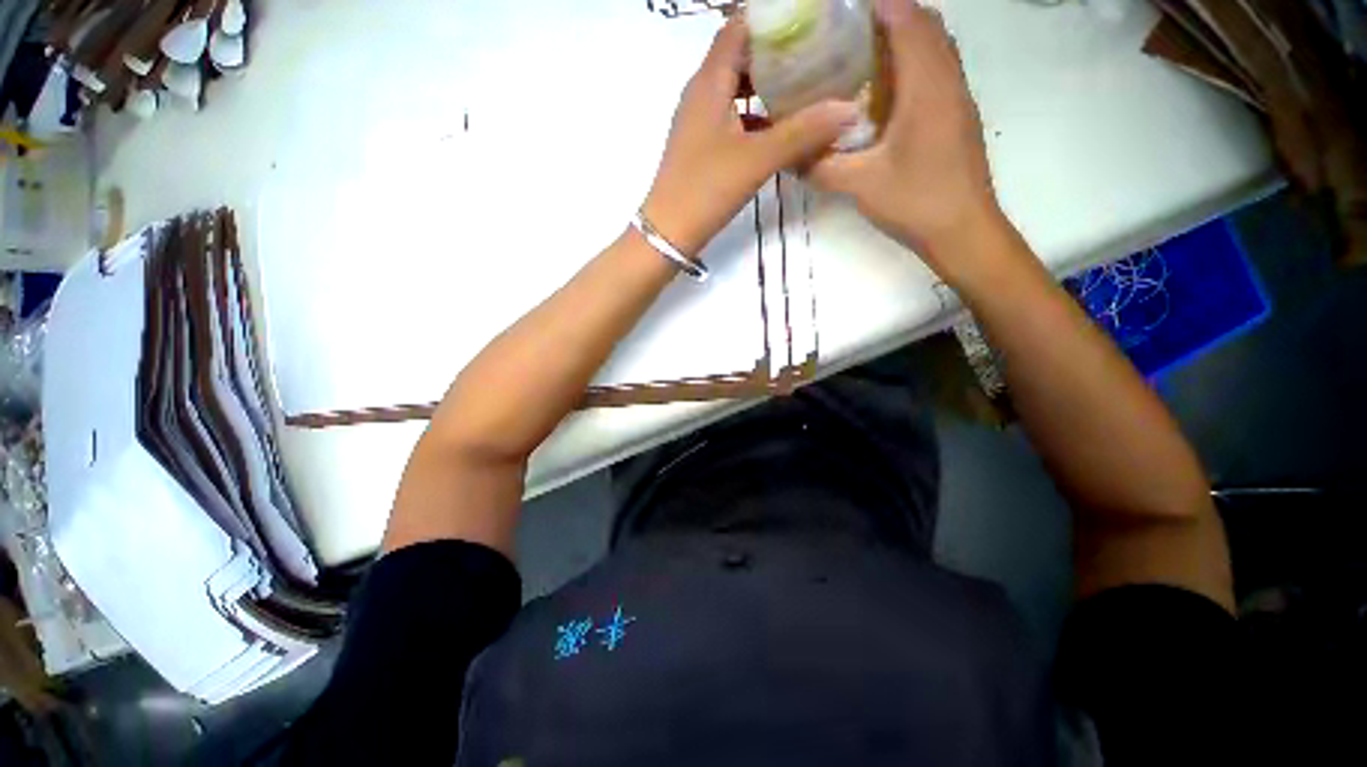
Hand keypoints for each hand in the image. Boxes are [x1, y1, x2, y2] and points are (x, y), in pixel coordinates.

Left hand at [644, 19, 861, 257]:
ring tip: (805, 88)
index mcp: (709, 82)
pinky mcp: (703, 147)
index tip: (808, 23)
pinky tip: (781, 130)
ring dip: (768, 87)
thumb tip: (850, 109)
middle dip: (777, 52)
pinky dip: (757, 117)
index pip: (739, 28)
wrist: (670, 232)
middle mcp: (701, 94)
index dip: (771, 19)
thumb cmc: (706, 189)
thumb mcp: (757, 159)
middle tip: (816, 55)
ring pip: (737, 90)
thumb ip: (803, 133)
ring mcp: (700, 122)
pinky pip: (734, 119)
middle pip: (740, 56)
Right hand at [811, 0, 1005, 283]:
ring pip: (935, 45)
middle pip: (925, 23)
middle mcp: (948, 79)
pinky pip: (937, 70)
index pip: (907, 19)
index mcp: (927, 86)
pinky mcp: (957, 115)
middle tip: (847, 34)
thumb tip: (789, 158)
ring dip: (903, 38)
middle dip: (889, 16)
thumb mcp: (860, 186)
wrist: (963, 230)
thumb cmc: (916, 202)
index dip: (877, 4)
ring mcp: (957, 97)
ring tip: (862, 56)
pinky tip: (884, 92)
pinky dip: (913, 64)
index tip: (841, 12)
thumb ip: (822, 168)